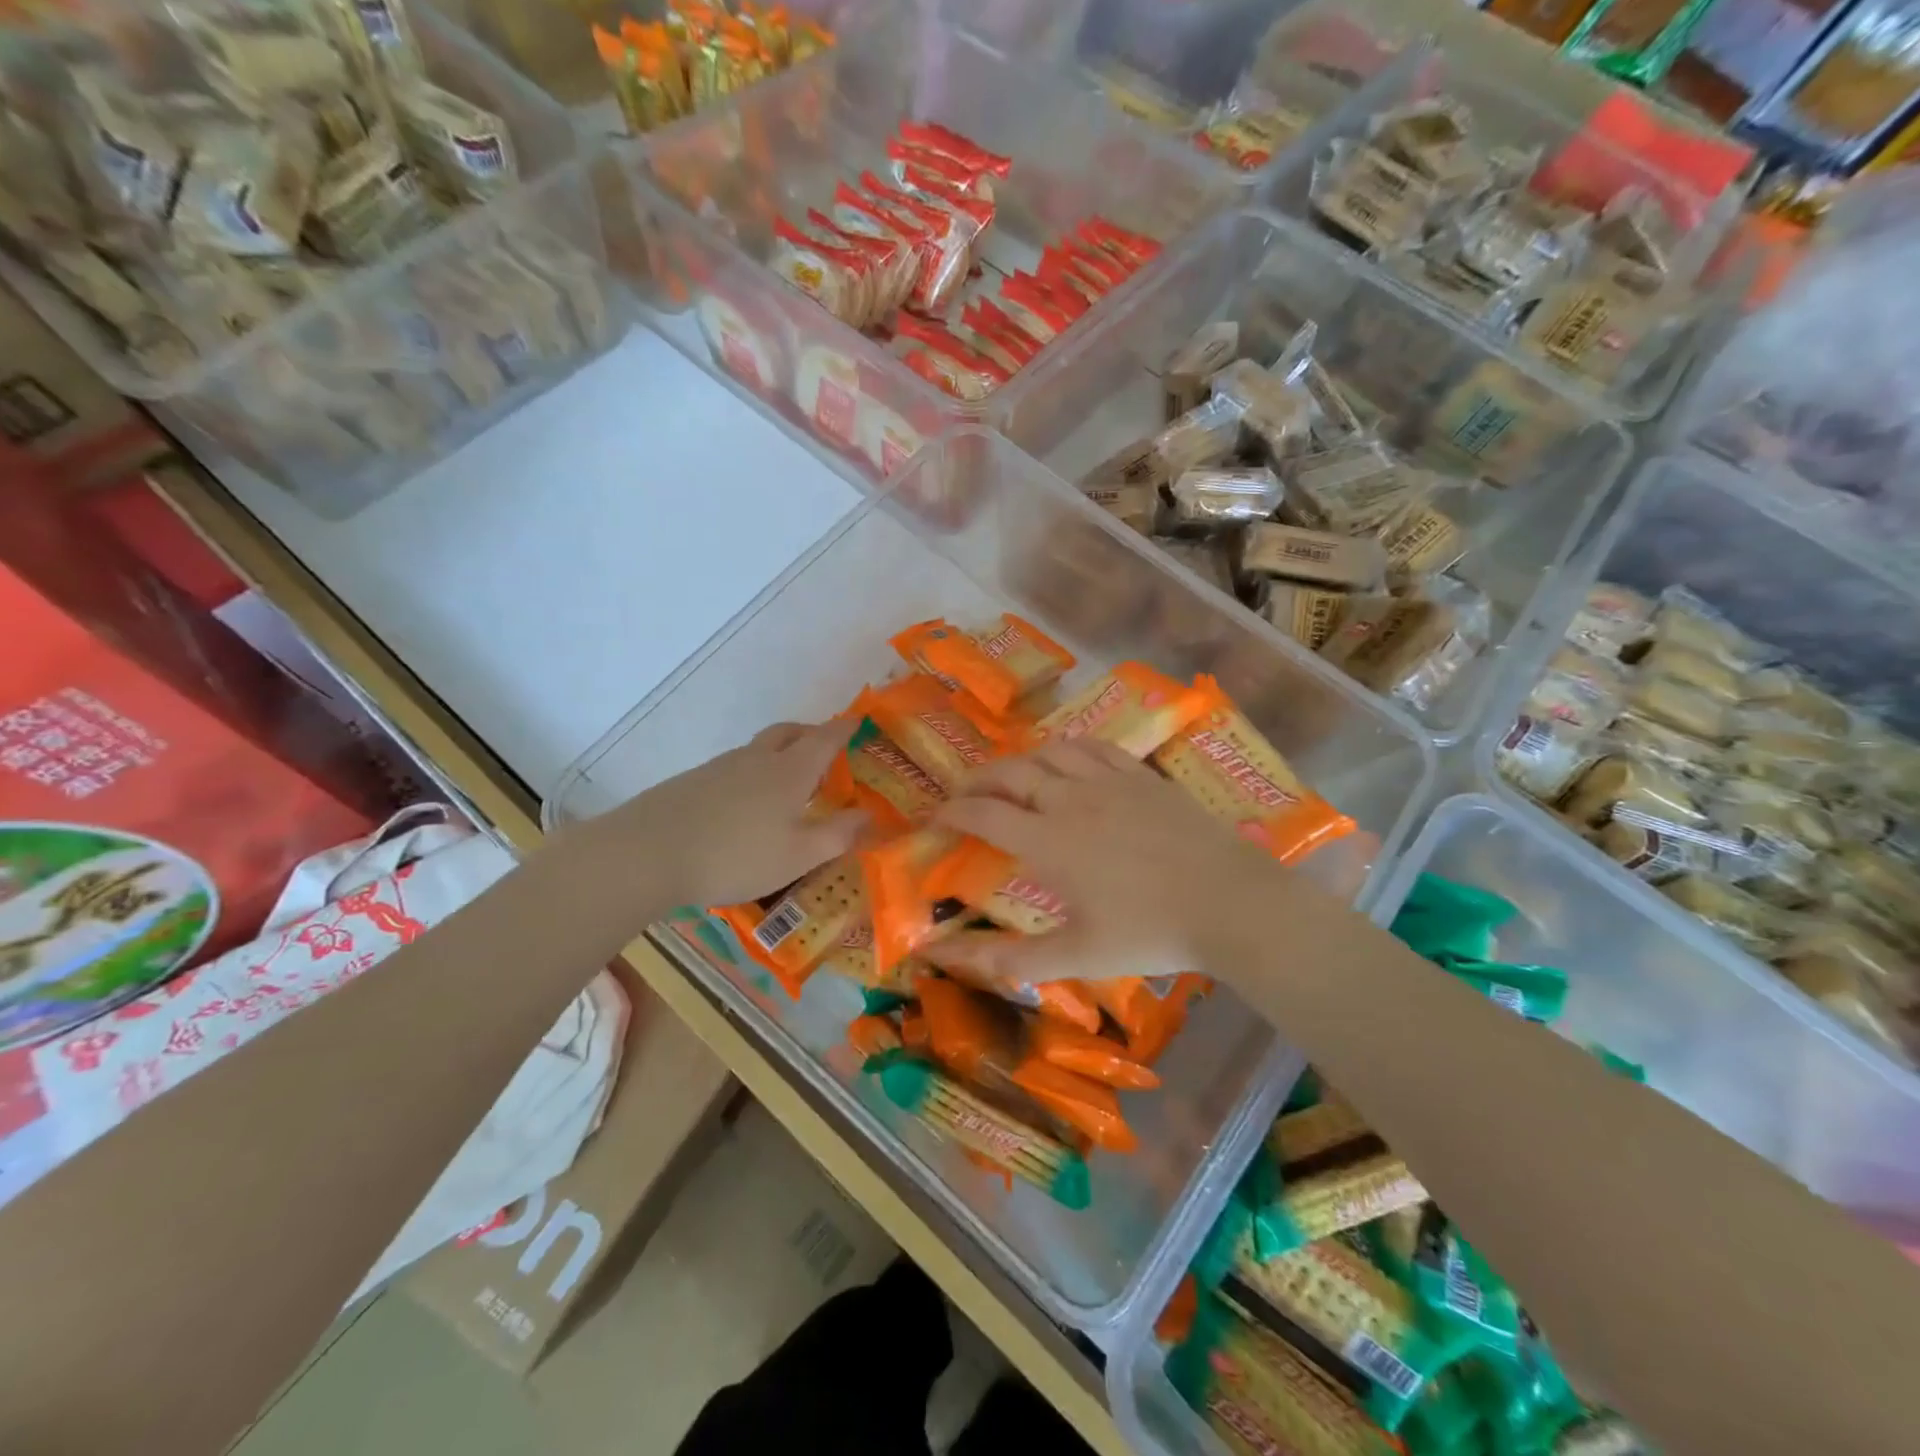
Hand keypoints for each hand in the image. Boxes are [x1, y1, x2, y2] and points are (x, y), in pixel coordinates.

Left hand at [602, 719, 865, 910]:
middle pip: (789, 732)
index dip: (846, 729)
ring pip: (758, 750)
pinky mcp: (692, 782)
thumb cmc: (735, 856)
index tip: (862, 723)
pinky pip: (734, 768)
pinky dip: (752, 775)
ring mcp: (720, 768)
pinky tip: (746, 808)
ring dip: (780, 755)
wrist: (646, 854)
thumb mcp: (798, 855)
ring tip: (789, 786)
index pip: (826, 738)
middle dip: (812, 734)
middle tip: (827, 751)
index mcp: (789, 771)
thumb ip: (837, 835)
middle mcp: (756, 759)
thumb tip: (870, 816)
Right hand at [923, 740, 1286, 983]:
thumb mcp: (1076, 956)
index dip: (953, 811)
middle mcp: (1069, 799)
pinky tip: (1067, 759)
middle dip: (977, 779)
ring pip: (1049, 752)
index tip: (936, 817)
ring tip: (1010, 776)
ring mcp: (1108, 781)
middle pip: (1010, 773)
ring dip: (1019, 760)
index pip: (984, 814)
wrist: (1229, 903)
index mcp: (1048, 842)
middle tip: (963, 792)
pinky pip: (1093, 748)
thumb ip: (1010, 957)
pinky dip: (1067, 749)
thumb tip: (946, 960)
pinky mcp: (1141, 775)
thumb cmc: (1149, 933)